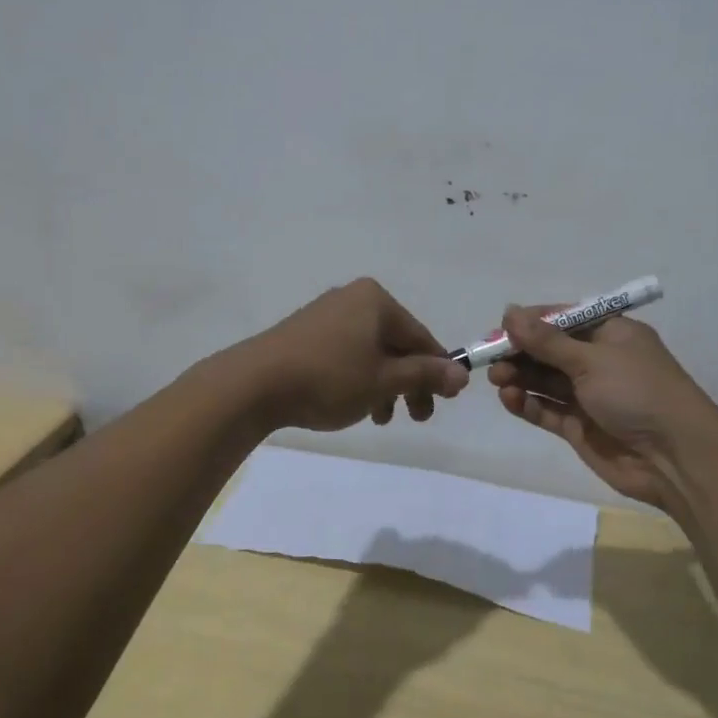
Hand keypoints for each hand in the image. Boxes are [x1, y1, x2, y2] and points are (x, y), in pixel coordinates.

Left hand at [234, 278, 468, 432]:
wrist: (254, 384)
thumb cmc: (329, 377)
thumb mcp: (384, 380)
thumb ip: (425, 374)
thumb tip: (463, 374)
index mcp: (376, 300)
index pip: (420, 336)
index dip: (436, 370)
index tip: (444, 402)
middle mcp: (352, 298)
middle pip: (395, 343)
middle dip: (408, 382)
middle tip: (415, 417)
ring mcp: (325, 314)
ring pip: (370, 352)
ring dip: (383, 386)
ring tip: (379, 419)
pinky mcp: (304, 333)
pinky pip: (345, 353)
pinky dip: (357, 378)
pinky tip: (352, 405)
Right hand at [487, 305, 717, 515]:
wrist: (675, 458)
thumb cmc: (638, 392)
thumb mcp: (591, 359)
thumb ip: (547, 341)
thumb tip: (510, 312)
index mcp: (610, 333)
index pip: (563, 319)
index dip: (531, 323)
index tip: (500, 327)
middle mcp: (598, 361)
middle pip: (549, 350)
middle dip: (520, 352)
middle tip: (489, 358)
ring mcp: (589, 396)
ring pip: (545, 381)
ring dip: (521, 377)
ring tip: (497, 380)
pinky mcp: (580, 427)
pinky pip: (548, 410)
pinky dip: (528, 404)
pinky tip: (509, 399)